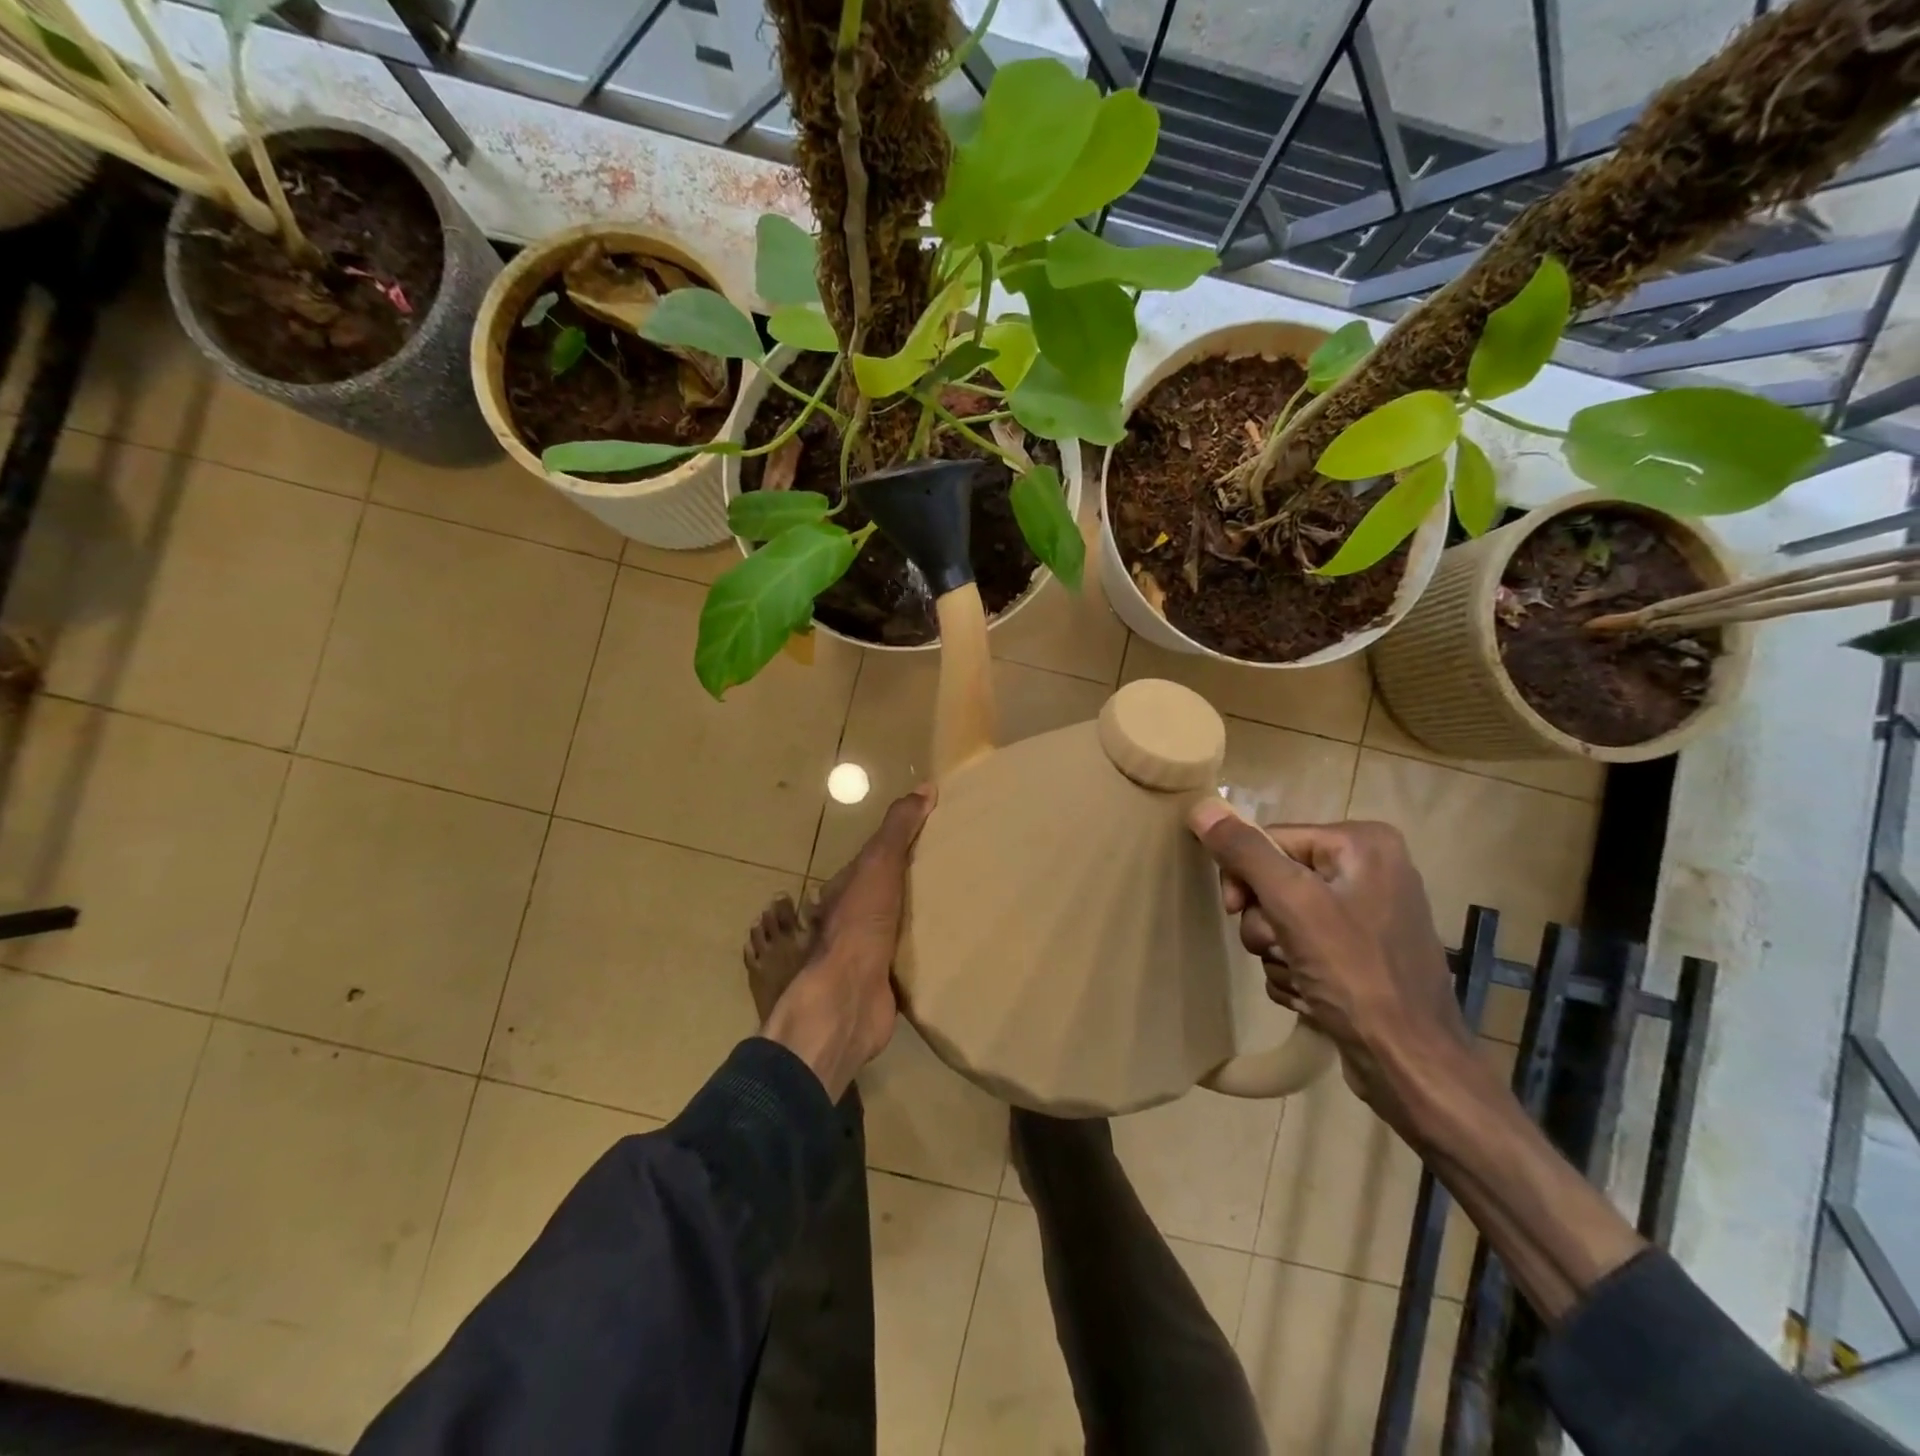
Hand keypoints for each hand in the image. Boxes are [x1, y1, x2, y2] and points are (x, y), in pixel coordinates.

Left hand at [758, 786, 934, 1099]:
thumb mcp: (878, 865)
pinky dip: (930, 951)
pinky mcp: (887, 981)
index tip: (939, 834)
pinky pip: (913, 959)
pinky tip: (956, 946)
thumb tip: (925, 786)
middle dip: (918, 882)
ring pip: (902, 926)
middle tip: (962, 870)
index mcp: (848, 888)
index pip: (878, 858)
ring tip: (966, 905)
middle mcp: (855, 918)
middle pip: (891, 892)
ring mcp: (869, 952)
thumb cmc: (859, 925)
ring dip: (925, 917)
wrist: (848, 999)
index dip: (904, 843)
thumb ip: (898, 829)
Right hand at [1188, 802, 1468, 1124]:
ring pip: (1282, 918)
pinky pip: (1302, 947)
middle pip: (1275, 880)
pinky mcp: (1360, 955)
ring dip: (1276, 952)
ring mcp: (1367, 914)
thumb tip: (1201, 805)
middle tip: (1278, 948)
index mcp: (1363, 843)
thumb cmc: (1354, 975)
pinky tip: (1311, 996)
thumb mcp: (1292, 904)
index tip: (1236, 911)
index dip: (1244, 876)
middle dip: (1265, 922)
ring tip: (1301, 979)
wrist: (1410, 1066)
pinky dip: (1294, 972)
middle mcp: (1370, 869)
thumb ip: (1245, 852)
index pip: (1270, 840)